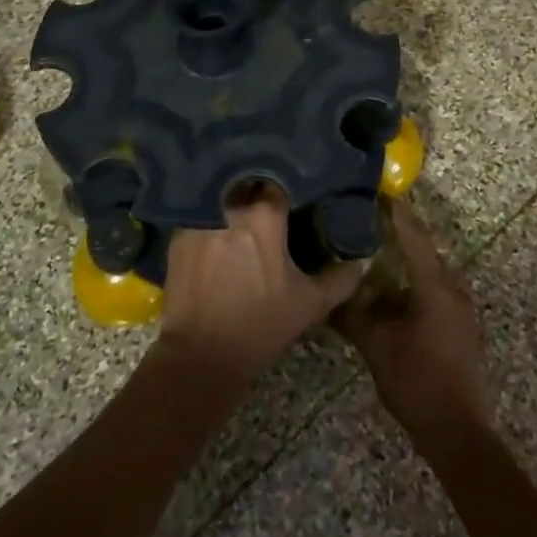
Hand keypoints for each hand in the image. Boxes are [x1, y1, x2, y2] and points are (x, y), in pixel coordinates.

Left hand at [161, 186, 366, 386]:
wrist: (201, 354)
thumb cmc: (260, 325)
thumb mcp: (309, 304)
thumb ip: (340, 279)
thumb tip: (360, 261)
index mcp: (264, 216)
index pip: (278, 182)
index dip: (286, 187)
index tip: (292, 197)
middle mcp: (229, 206)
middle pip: (246, 184)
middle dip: (256, 189)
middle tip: (266, 204)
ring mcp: (198, 217)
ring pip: (220, 196)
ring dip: (230, 201)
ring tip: (239, 214)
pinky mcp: (177, 234)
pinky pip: (198, 214)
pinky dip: (207, 218)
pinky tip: (215, 232)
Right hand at [335, 199, 493, 452]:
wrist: (459, 430)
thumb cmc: (417, 382)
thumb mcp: (376, 347)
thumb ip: (353, 315)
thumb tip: (330, 293)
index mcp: (435, 285)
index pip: (413, 236)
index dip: (396, 212)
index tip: (379, 190)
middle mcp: (453, 288)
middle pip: (423, 248)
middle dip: (398, 231)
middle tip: (369, 217)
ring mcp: (460, 307)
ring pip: (429, 270)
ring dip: (405, 258)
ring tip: (376, 247)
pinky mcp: (460, 324)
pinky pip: (433, 288)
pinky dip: (412, 279)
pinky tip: (392, 287)